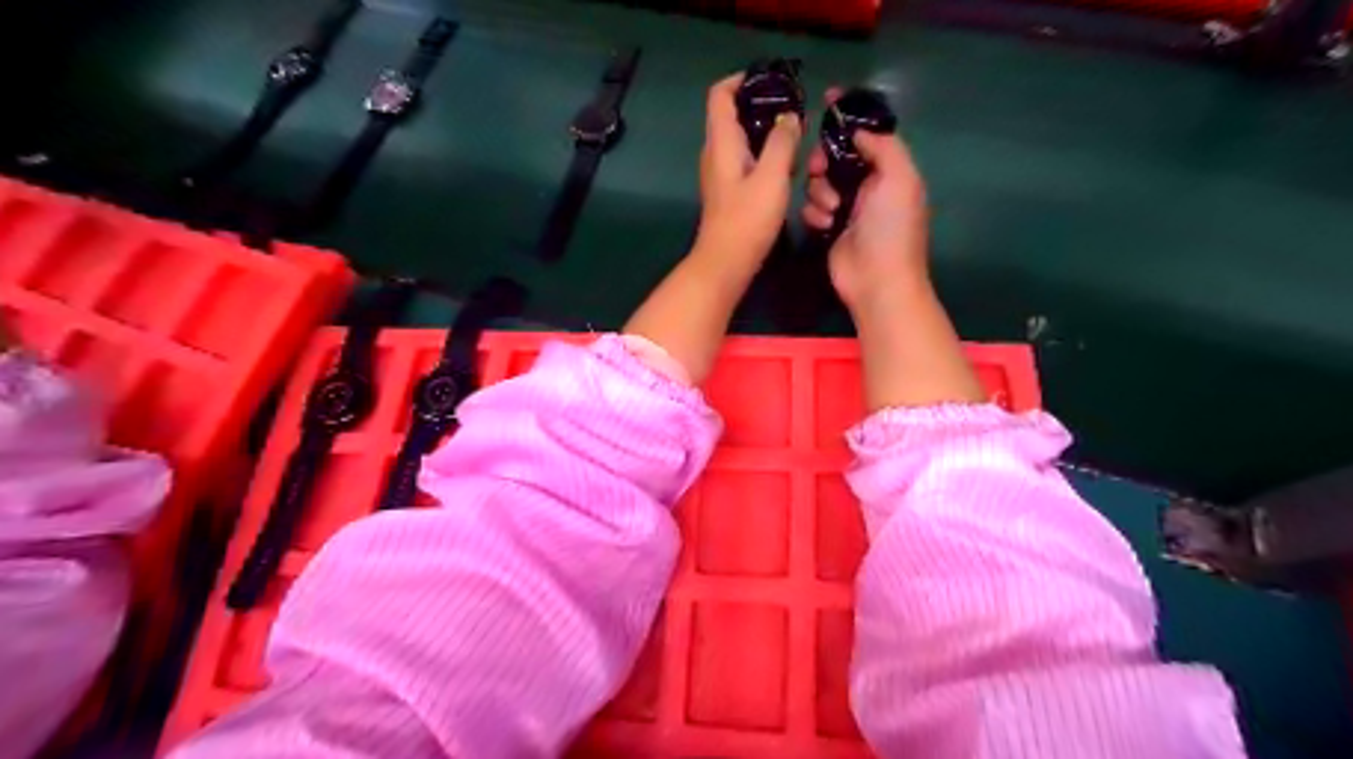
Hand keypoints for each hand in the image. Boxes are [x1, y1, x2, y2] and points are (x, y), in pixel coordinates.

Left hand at [697, 71, 800, 265]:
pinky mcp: (728, 191)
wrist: (726, 263)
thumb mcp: (772, 176)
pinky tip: (787, 167)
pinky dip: (764, 155)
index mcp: (721, 142)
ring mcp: (720, 173)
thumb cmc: (747, 219)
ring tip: (796, 136)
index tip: (772, 80)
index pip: (720, 94)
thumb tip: (790, 116)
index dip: (742, 80)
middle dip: (761, 105)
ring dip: (766, 133)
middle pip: (732, 114)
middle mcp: (715, 152)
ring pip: (742, 139)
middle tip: (794, 109)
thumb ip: (782, 142)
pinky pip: (746, 160)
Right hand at [801, 89, 931, 309]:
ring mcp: (846, 208)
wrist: (877, 280)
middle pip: (834, 155)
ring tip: (832, 210)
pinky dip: (814, 214)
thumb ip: (883, 146)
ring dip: (819, 192)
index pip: (867, 133)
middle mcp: (867, 185)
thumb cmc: (892, 228)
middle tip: (820, 170)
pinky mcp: (828, 228)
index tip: (828, 98)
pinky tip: (824, 226)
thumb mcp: (900, 178)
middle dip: (823, 159)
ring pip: (818, 182)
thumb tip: (858, 131)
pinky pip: (811, 208)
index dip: (849, 115)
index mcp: (889, 170)